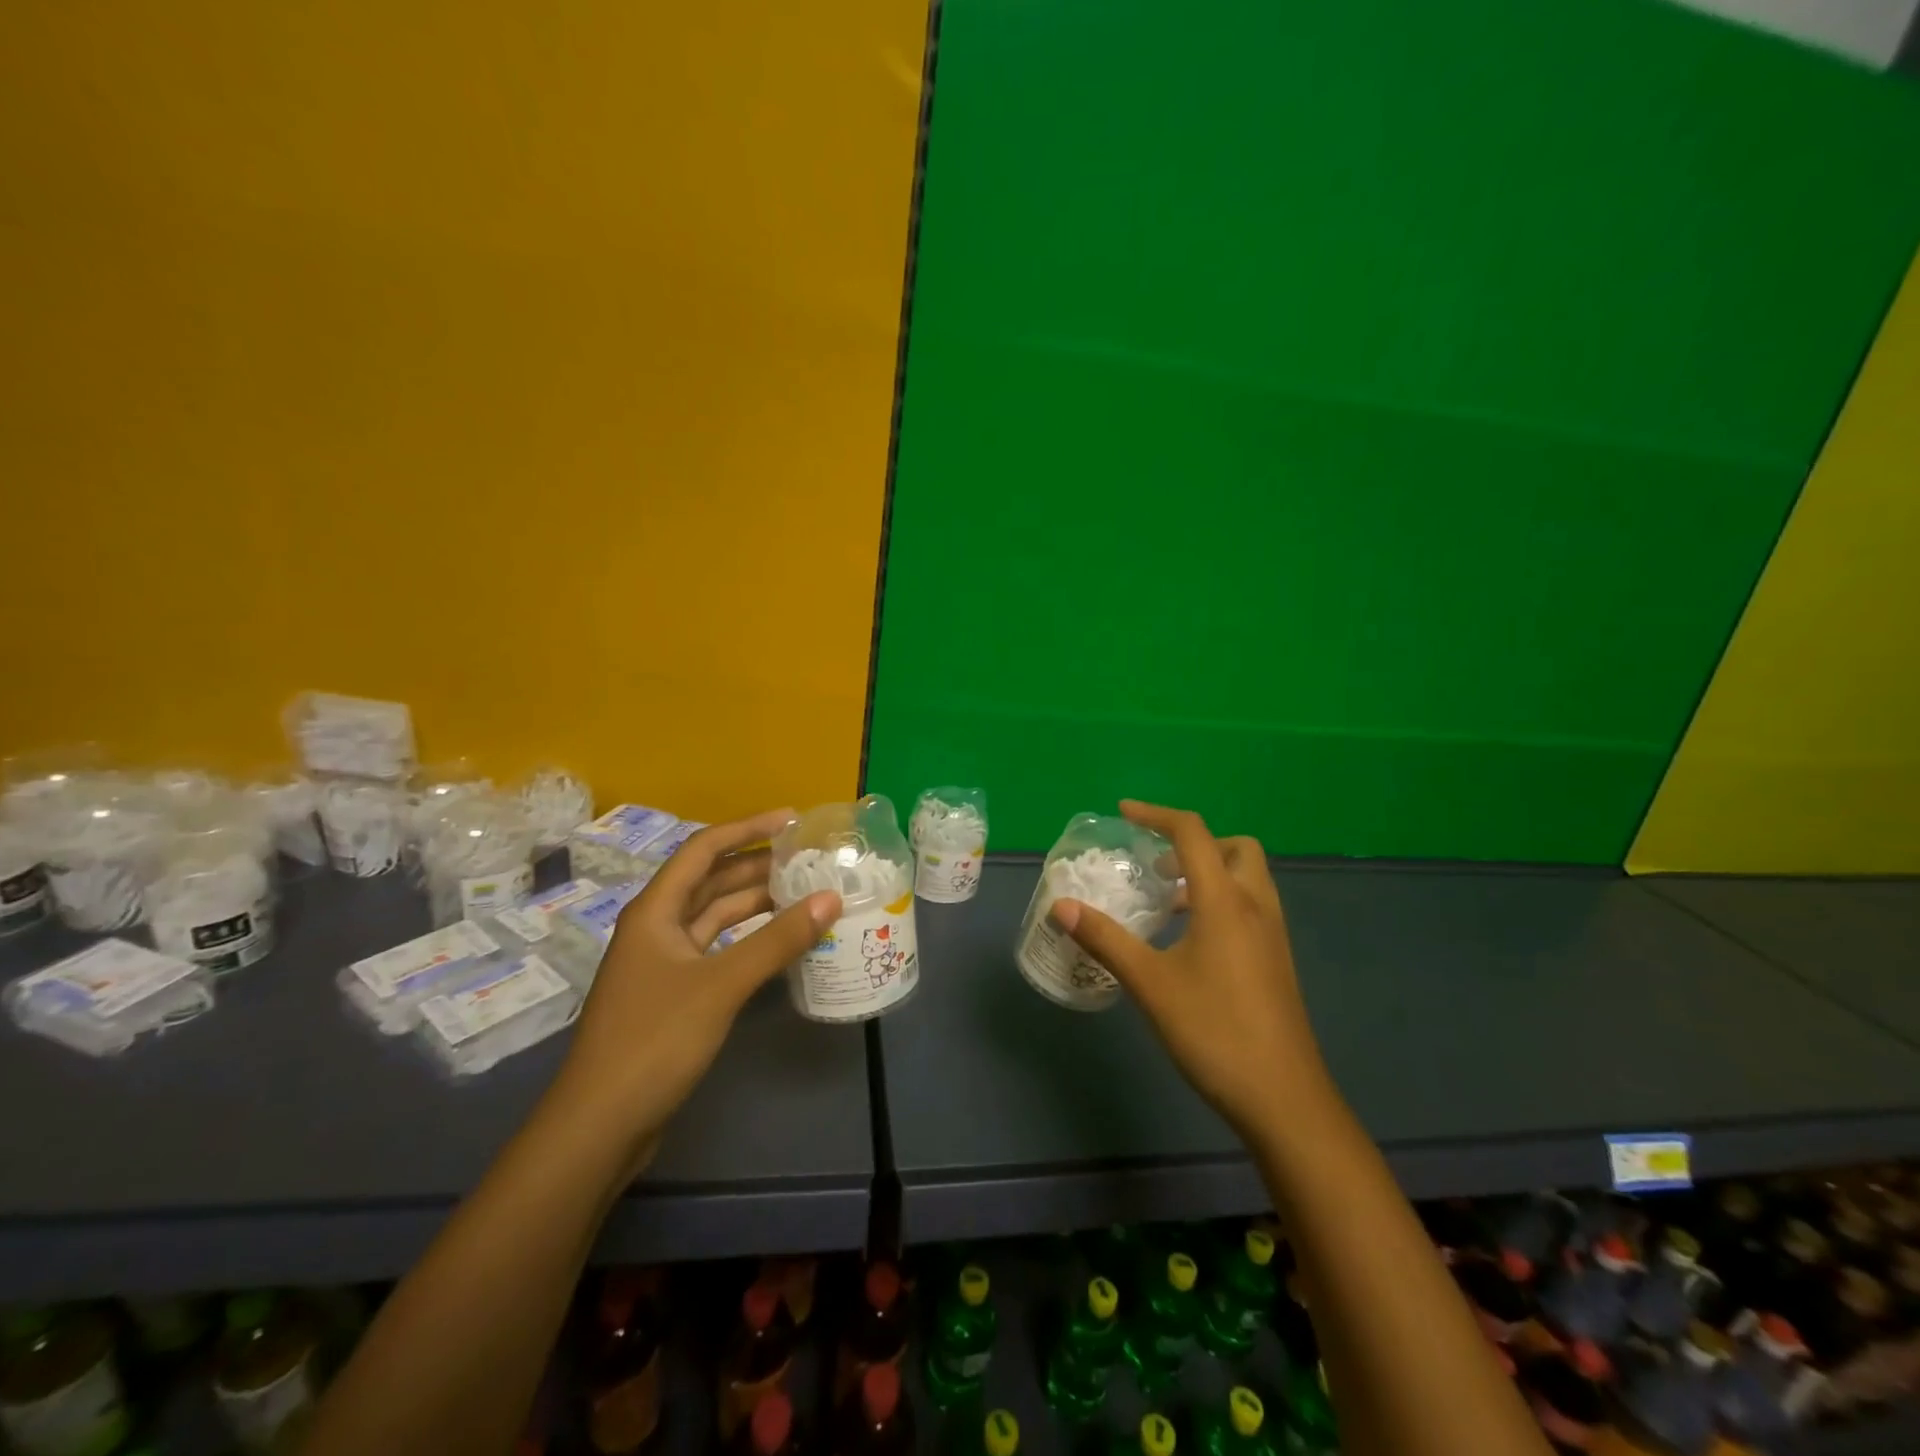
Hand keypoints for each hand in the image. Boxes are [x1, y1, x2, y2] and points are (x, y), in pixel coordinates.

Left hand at [551, 809, 840, 1166]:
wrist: (600, 1125)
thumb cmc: (654, 1040)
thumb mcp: (721, 984)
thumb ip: (777, 941)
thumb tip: (830, 899)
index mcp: (655, 910)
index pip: (704, 849)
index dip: (748, 828)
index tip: (792, 820)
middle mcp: (657, 927)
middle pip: (711, 880)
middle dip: (757, 865)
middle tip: (808, 859)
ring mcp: (664, 962)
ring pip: (715, 916)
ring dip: (756, 902)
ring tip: (804, 893)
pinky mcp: (674, 993)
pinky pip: (718, 948)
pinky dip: (748, 939)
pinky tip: (780, 941)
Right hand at [1050, 800, 1334, 1137]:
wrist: (1283, 1099)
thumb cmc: (1213, 1032)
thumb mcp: (1149, 984)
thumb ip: (1105, 939)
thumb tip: (1061, 905)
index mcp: (1225, 901)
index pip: (1192, 833)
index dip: (1156, 815)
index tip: (1124, 813)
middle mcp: (1256, 906)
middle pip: (1234, 847)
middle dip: (1195, 843)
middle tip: (1158, 867)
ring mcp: (1273, 935)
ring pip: (1247, 878)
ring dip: (1210, 872)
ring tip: (1169, 902)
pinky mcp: (1277, 961)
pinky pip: (1251, 906)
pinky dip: (1222, 900)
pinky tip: (1192, 940)